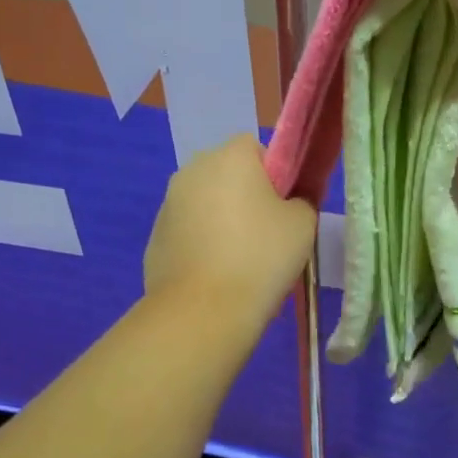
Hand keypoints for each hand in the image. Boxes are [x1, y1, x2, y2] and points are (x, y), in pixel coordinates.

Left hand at [143, 134, 317, 326]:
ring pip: (205, 203)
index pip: (255, 146)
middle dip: (245, 195)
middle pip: (226, 173)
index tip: (285, 206)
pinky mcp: (154, 238)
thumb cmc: (260, 257)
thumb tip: (288, 203)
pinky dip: (202, 245)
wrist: (202, 311)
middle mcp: (192, 170)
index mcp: (229, 156)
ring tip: (241, 261)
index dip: (275, 173)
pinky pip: (188, 232)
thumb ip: (300, 201)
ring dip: (221, 220)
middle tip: (267, 234)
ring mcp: (168, 204)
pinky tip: (216, 276)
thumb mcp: (303, 224)